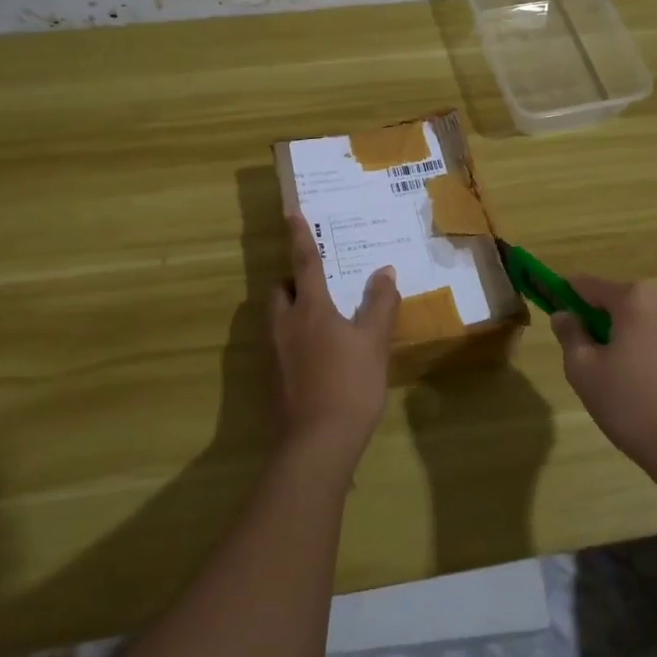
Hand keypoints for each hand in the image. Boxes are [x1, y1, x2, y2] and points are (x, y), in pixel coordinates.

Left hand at [269, 214, 399, 466]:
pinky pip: (280, 344)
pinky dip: (295, 338)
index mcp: (310, 309)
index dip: (300, 237)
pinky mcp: (272, 379)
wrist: (316, 443)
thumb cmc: (350, 384)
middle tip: (321, 285)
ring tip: (323, 320)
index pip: (304, 263)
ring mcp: (273, 354)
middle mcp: (284, 324)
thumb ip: (380, 304)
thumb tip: (385, 272)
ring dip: (293, 310)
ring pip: (278, 318)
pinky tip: (319, 357)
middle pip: (280, 291)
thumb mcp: (374, 342)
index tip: (291, 213)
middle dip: (294, 281)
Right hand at [551, 277, 656, 480]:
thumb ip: (570, 336)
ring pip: (640, 324)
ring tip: (615, 384)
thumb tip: (564, 315)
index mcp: (636, 298)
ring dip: (621, 341)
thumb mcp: (585, 372)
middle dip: (596, 323)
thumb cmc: (637, 407)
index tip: (547, 308)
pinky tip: (643, 392)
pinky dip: (645, 355)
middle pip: (617, 303)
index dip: (562, 294)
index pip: (586, 284)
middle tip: (583, 361)